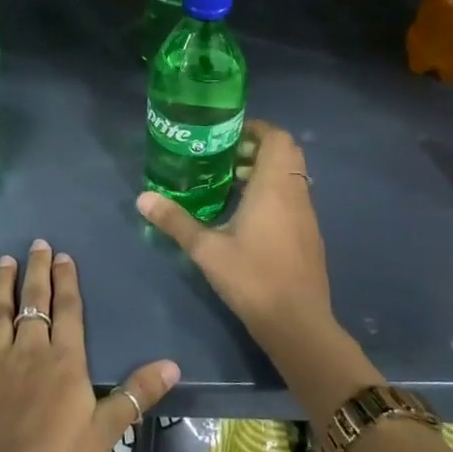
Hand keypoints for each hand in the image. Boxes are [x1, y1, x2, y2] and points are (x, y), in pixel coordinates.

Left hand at [0, 240, 178, 451]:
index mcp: (65, 361)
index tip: (63, 256)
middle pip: (34, 302)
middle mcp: (30, 350)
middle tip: (37, 243)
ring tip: (4, 260)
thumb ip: (136, 394)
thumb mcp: (107, 431)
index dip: (66, 281)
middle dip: (37, 271)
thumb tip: (173, 364)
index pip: (68, 311)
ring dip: (1, 284)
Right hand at [136, 120, 334, 348]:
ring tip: (230, 183)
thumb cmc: (252, 278)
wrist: (297, 323)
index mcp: (274, 187)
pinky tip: (247, 216)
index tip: (227, 133)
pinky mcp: (309, 235)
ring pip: (292, 176)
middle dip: (258, 147)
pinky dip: (274, 192)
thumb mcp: (206, 249)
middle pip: (287, 153)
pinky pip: (293, 197)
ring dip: (266, 171)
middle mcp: (295, 194)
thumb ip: (175, 221)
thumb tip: (142, 198)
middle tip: (225, 156)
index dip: (256, 128)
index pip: (277, 138)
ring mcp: (307, 215)